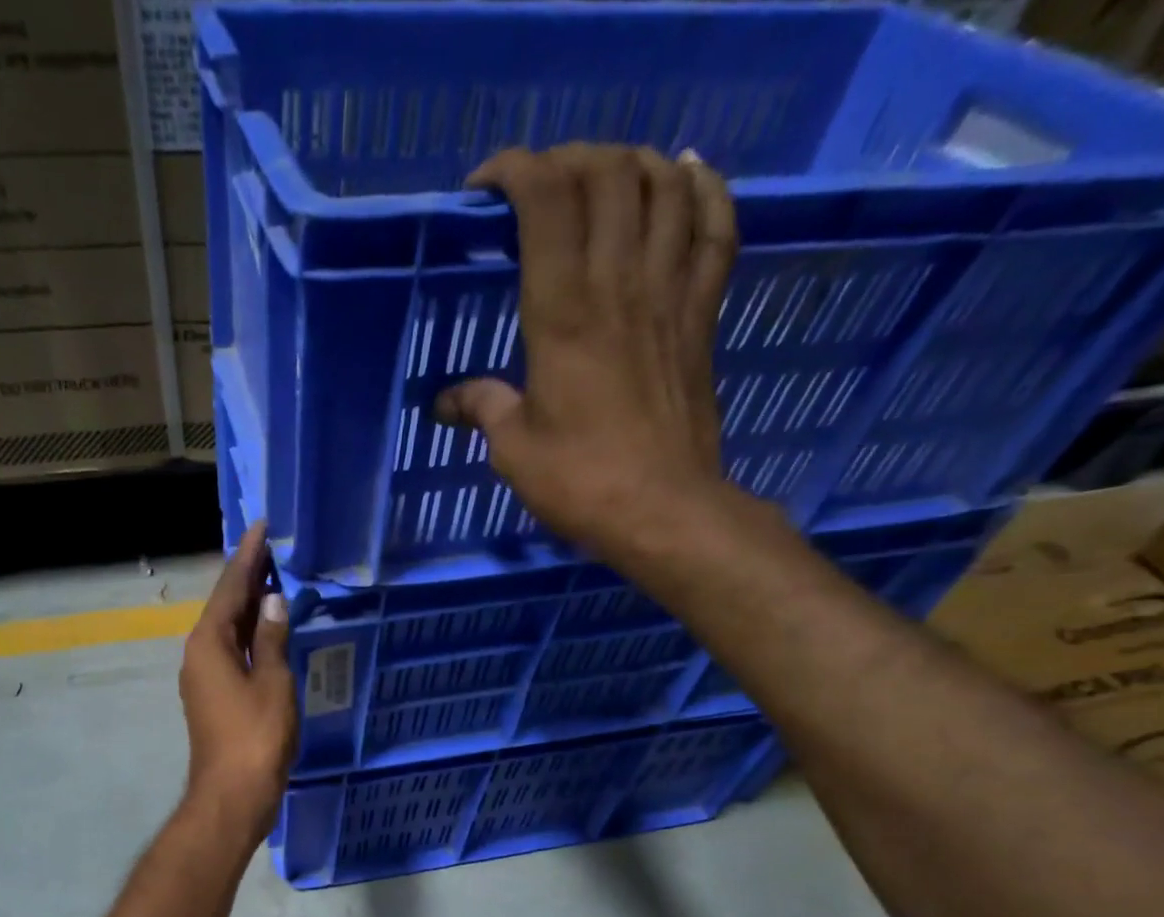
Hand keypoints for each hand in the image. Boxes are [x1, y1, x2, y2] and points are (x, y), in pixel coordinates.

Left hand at [178, 521, 297, 844]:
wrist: (233, 796)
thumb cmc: (255, 737)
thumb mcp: (273, 683)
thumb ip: (273, 639)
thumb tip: (273, 602)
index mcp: (209, 643)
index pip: (230, 588)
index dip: (248, 557)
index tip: (261, 527)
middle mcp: (198, 654)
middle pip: (225, 607)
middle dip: (248, 578)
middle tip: (273, 549)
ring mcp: (203, 678)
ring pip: (228, 631)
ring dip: (250, 607)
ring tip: (275, 580)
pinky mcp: (213, 698)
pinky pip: (232, 653)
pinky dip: (250, 636)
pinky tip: (269, 631)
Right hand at [438, 144, 743, 562]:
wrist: (663, 510)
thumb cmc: (579, 482)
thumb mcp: (513, 449)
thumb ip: (483, 408)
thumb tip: (446, 402)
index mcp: (561, 313)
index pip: (545, 200)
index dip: (515, 170)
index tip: (486, 188)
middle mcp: (619, 284)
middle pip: (607, 174)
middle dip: (569, 159)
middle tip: (541, 185)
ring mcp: (670, 293)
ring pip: (665, 186)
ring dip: (632, 163)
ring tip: (604, 176)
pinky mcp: (703, 314)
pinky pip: (717, 229)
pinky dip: (705, 190)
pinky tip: (686, 175)